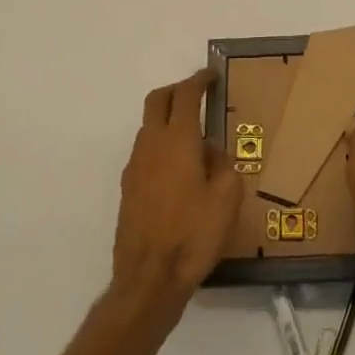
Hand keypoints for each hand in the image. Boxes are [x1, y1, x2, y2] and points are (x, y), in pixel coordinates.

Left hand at [112, 71, 241, 311]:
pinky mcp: (127, 188)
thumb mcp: (227, 197)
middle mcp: (151, 145)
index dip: (199, 80)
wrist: (149, 279)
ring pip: (148, 126)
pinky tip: (178, 170)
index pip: (185, 94)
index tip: (211, 76)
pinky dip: (160, 145)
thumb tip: (211, 152)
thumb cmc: (194, 234)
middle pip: (158, 100)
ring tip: (193, 139)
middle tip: (197, 94)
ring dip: (167, 120)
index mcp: (178, 140)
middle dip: (177, 90)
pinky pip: (145, 152)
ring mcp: (135, 166)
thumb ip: (223, 164)